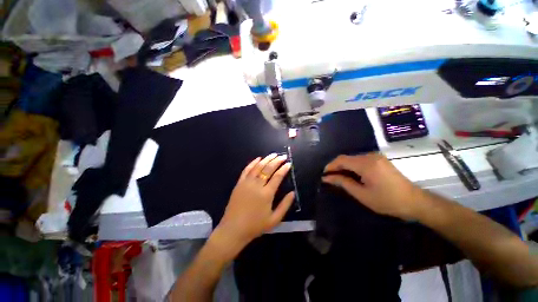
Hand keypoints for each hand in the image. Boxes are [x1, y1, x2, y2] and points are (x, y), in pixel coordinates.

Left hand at [214, 154, 294, 254]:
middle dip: (277, 161)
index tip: (288, 163)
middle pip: (268, 169)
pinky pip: (246, 170)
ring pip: (258, 167)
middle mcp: (257, 185)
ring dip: (266, 159)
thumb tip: (293, 193)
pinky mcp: (239, 183)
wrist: (233, 229)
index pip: (277, 177)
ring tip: (273, 154)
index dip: (284, 169)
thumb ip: (285, 205)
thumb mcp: (274, 219)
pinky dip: (252, 163)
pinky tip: (258, 158)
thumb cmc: (255, 226)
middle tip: (282, 156)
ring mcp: (247, 183)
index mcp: (266, 194)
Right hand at [322, 153, 423, 219]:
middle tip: (331, 178)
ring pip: (353, 158)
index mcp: (366, 164)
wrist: (415, 201)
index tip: (324, 174)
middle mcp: (370, 156)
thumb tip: (327, 178)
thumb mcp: (362, 194)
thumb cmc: (387, 201)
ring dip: (344, 167)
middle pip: (347, 158)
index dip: (330, 166)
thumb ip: (343, 183)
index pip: (342, 160)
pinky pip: (361, 160)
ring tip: (340, 178)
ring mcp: (376, 157)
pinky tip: (352, 175)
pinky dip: (353, 166)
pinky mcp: (380, 160)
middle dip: (337, 167)